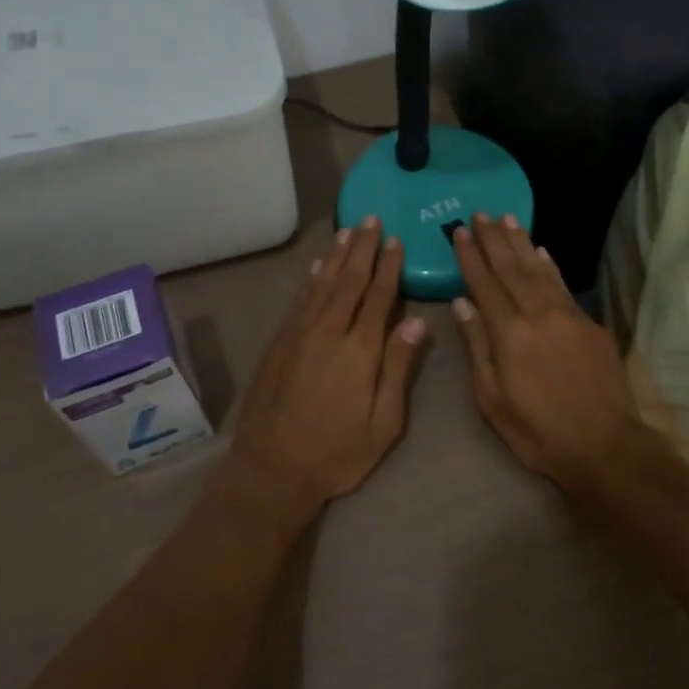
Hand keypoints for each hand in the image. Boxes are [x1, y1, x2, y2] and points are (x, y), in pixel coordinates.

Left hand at [227, 218, 428, 521]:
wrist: (271, 469)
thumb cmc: (336, 453)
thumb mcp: (383, 423)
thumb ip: (399, 368)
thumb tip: (417, 321)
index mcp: (359, 350)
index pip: (378, 296)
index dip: (389, 267)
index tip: (396, 240)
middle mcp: (328, 331)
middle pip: (349, 280)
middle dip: (363, 248)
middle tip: (372, 219)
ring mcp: (299, 334)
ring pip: (322, 283)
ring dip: (337, 256)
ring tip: (349, 231)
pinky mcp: (279, 342)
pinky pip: (299, 299)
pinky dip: (311, 278)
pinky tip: (317, 266)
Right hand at [451, 214, 664, 489]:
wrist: (604, 445)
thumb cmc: (538, 430)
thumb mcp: (492, 399)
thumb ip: (477, 347)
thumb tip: (461, 304)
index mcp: (509, 332)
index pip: (484, 283)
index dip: (470, 256)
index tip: (458, 231)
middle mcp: (538, 313)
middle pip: (511, 267)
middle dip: (493, 239)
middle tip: (479, 214)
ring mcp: (568, 315)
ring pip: (539, 269)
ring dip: (521, 242)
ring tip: (507, 219)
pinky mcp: (590, 324)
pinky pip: (563, 285)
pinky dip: (549, 265)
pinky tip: (541, 251)